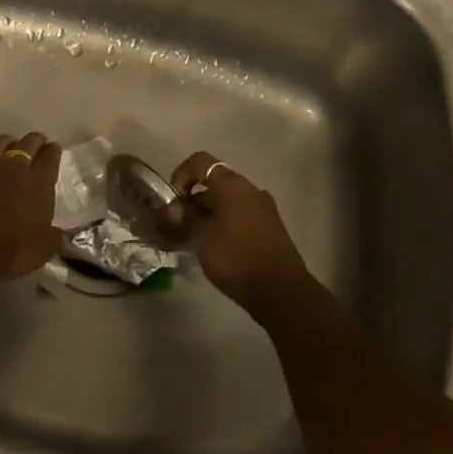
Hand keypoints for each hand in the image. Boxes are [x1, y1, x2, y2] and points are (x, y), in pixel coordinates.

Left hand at [0, 132, 62, 280]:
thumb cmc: (8, 252)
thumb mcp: (41, 250)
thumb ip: (55, 238)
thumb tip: (64, 236)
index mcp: (39, 182)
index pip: (51, 155)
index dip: (54, 151)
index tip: (54, 150)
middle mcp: (15, 167)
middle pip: (28, 142)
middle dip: (35, 142)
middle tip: (36, 147)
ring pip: (1, 141)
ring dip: (8, 143)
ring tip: (10, 149)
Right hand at [168, 152, 309, 314]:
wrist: (281, 290)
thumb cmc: (236, 258)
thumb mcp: (203, 238)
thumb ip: (186, 217)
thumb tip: (173, 207)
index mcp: (233, 185)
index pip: (201, 162)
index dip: (181, 175)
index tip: (171, 200)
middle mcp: (250, 190)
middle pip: (214, 183)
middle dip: (192, 200)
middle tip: (175, 225)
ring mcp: (263, 208)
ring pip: (227, 202)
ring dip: (206, 214)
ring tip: (190, 239)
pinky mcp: (269, 227)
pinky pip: (239, 216)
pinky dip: (222, 224)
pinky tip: (212, 247)